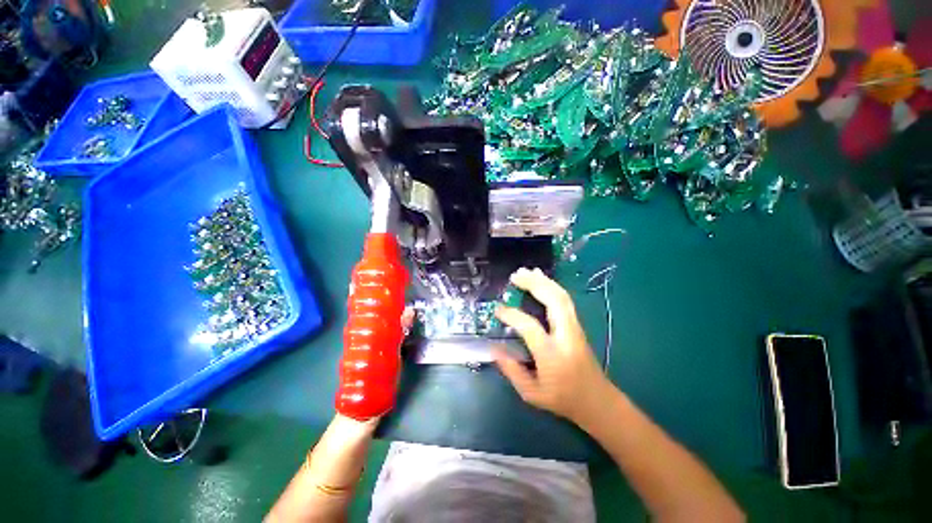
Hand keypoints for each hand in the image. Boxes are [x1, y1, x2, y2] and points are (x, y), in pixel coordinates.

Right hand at [493, 268, 611, 423]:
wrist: (598, 402)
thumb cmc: (563, 399)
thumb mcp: (532, 394)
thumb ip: (512, 371)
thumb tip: (494, 348)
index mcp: (552, 354)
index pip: (530, 326)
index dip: (511, 315)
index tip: (497, 310)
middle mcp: (566, 336)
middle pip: (553, 300)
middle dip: (534, 284)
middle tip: (515, 275)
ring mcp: (575, 328)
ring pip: (561, 296)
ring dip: (543, 281)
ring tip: (526, 271)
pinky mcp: (577, 325)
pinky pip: (565, 300)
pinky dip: (552, 286)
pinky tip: (542, 280)